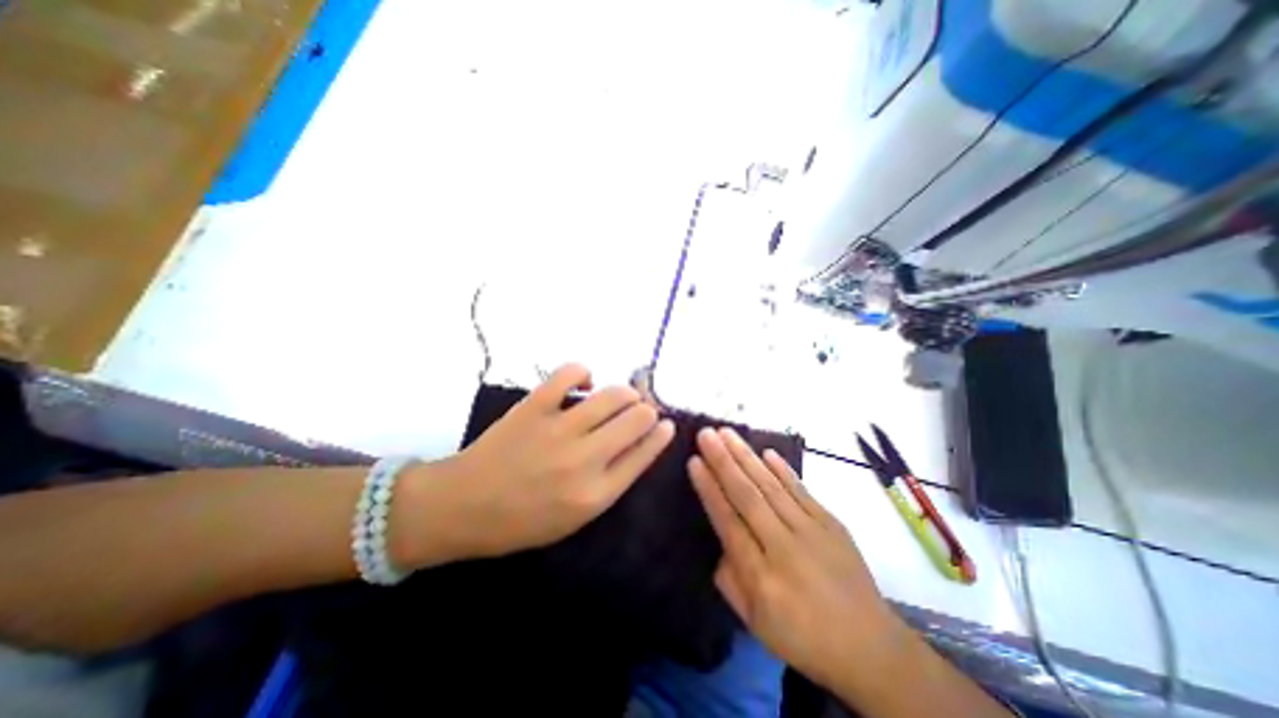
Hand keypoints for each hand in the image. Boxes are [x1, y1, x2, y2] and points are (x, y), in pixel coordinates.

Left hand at [398, 367, 677, 569]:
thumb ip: (610, 483)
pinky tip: (584, 382)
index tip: (666, 424)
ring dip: (625, 392)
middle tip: (642, 409)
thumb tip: (637, 447)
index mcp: (595, 494)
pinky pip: (569, 374)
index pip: (644, 454)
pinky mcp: (534, 407)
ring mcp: (558, 429)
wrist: (462, 507)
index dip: (661, 434)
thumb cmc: (522, 521)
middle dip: (647, 410)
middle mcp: (584, 459)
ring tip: (622, 395)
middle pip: (636, 419)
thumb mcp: (575, 518)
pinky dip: (583, 372)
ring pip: (612, 394)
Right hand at [689, 429, 909, 692]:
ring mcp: (812, 531)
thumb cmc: (804, 637)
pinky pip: (802, 490)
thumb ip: (729, 580)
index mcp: (761, 576)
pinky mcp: (832, 524)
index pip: (728, 521)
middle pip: (748, 496)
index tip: (694, 461)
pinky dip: (783, 469)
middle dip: (724, 461)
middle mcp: (784, 547)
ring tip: (728, 433)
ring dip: (747, 456)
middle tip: (707, 434)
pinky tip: (767, 452)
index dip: (709, 489)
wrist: (871, 648)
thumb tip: (720, 541)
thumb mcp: (755, 623)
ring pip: (772, 486)